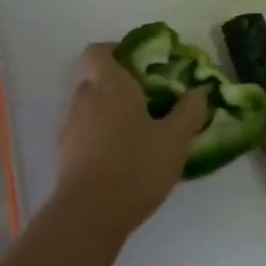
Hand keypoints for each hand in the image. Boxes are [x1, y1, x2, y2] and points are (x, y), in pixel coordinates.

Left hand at [52, 44, 207, 232]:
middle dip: (119, 87)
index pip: (98, 51)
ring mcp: (71, 127)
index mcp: (110, 86)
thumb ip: (189, 111)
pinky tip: (122, 160)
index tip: (139, 64)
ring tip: (138, 135)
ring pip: (91, 109)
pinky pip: (85, 134)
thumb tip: (200, 90)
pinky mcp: (65, 155)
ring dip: (110, 114)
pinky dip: (100, 138)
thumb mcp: (175, 140)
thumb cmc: (136, 167)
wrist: (90, 214)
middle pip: (96, 80)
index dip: (115, 51)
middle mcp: (85, 99)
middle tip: (149, 102)